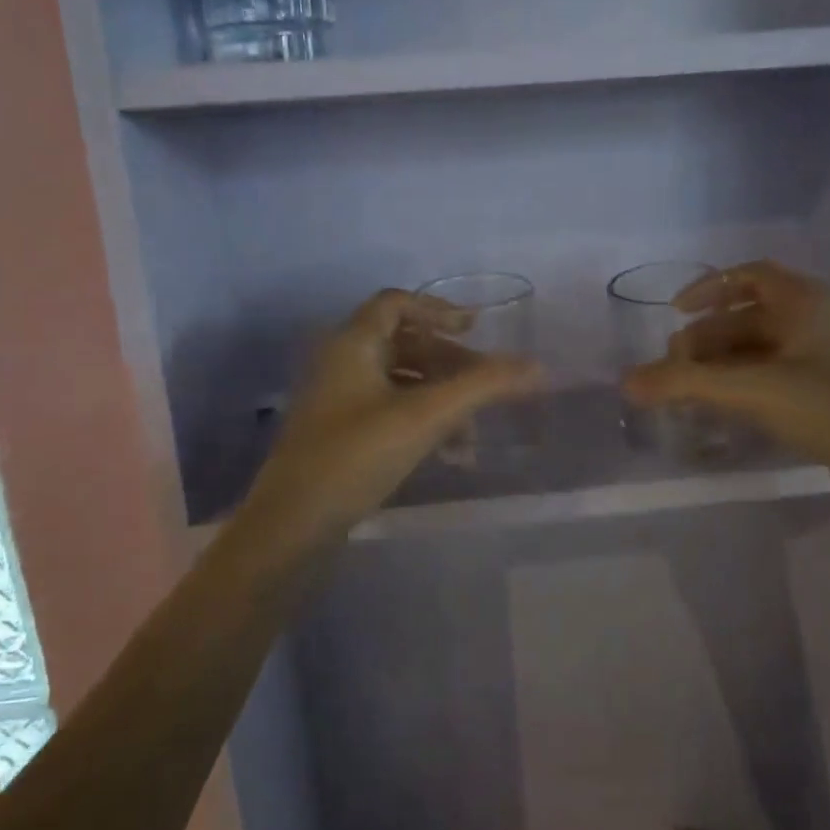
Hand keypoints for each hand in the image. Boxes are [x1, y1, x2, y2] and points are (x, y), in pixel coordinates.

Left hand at [238, 290, 540, 544]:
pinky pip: (389, 410)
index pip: (397, 303)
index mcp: (352, 343)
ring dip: (441, 398)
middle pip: (404, 343)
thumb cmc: (356, 456)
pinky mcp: (339, 433)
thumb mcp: (426, 416)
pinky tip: (451, 454)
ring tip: (473, 431)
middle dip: (450, 362)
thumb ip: (483, 386)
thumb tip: (537, 367)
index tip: (475, 329)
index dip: (438, 310)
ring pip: (400, 381)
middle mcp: (341, 362)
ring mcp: (337, 400)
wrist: (292, 526)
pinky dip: (422, 421)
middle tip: (488, 383)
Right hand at [620, 261, 829, 506]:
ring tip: (686, 391)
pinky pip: (769, 378)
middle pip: (745, 318)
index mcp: (803, 302)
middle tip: (673, 368)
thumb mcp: (754, 390)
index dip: (708, 288)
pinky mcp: (823, 394)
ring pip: (755, 351)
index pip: (748, 275)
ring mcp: (820, 359)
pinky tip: (718, 409)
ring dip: (719, 366)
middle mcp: (811, 322)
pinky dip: (739, 386)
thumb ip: (687, 383)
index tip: (675, 311)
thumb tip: (626, 381)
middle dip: (705, 339)